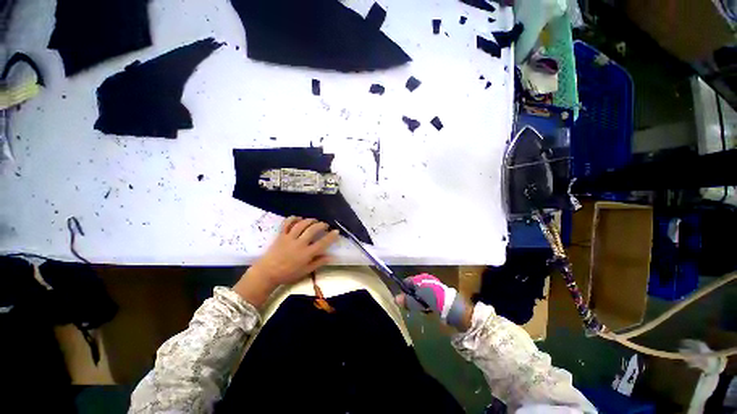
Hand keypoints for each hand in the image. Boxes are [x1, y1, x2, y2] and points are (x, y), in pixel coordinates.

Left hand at [234, 217, 339, 306]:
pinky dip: (293, 218)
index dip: (331, 236)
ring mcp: (289, 238)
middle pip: (313, 230)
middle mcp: (299, 243)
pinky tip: (298, 217)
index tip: (336, 231)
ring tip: (315, 220)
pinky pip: (286, 223)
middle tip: (325, 225)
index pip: (323, 243)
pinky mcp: (280, 235)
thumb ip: (318, 263)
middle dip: (321, 225)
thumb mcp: (305, 271)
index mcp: (306, 254)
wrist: (267, 273)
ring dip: (310, 220)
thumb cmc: (288, 274)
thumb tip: (331, 257)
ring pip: (301, 224)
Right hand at [395, 274, 472, 330]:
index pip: (406, 281)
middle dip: (412, 295)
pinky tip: (429, 307)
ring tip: (422, 308)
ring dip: (419, 299)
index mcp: (419, 279)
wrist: (452, 306)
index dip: (403, 290)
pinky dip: (426, 300)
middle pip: (413, 286)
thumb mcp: (417, 302)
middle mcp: (425, 278)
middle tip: (412, 306)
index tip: (403, 300)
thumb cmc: (432, 301)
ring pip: (421, 291)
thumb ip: (406, 300)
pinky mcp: (439, 290)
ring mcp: (433, 283)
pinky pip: (428, 294)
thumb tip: (395, 299)